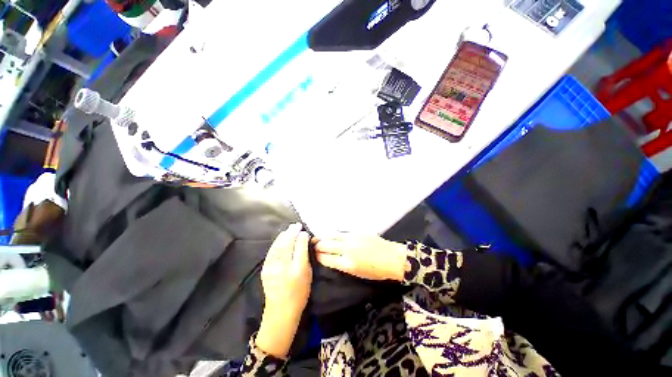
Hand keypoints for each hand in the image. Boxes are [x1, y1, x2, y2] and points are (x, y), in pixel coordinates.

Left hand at [257, 223, 311, 357]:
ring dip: (284, 235)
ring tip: (289, 229)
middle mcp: (285, 267)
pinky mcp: (265, 269)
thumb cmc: (300, 293)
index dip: (302, 237)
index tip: (304, 231)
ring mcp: (273, 268)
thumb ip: (306, 257)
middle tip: (296, 225)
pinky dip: (277, 242)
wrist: (281, 310)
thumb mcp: (308, 275)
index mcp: (298, 270)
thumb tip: (304, 241)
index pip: (300, 247)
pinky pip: (272, 251)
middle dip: (292, 232)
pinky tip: (281, 237)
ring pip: (278, 246)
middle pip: (288, 244)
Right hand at [313, 233, 406, 280]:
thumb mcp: (358, 273)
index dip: (318, 256)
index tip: (313, 255)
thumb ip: (343, 265)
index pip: (326, 258)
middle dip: (317, 245)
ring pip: (332, 235)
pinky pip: (342, 232)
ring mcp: (352, 238)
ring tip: (317, 237)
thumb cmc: (377, 271)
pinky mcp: (357, 232)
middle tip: (312, 245)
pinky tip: (331, 234)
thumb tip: (332, 258)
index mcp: (347, 263)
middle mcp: (347, 249)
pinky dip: (334, 234)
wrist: (393, 258)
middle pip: (326, 245)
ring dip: (323, 237)